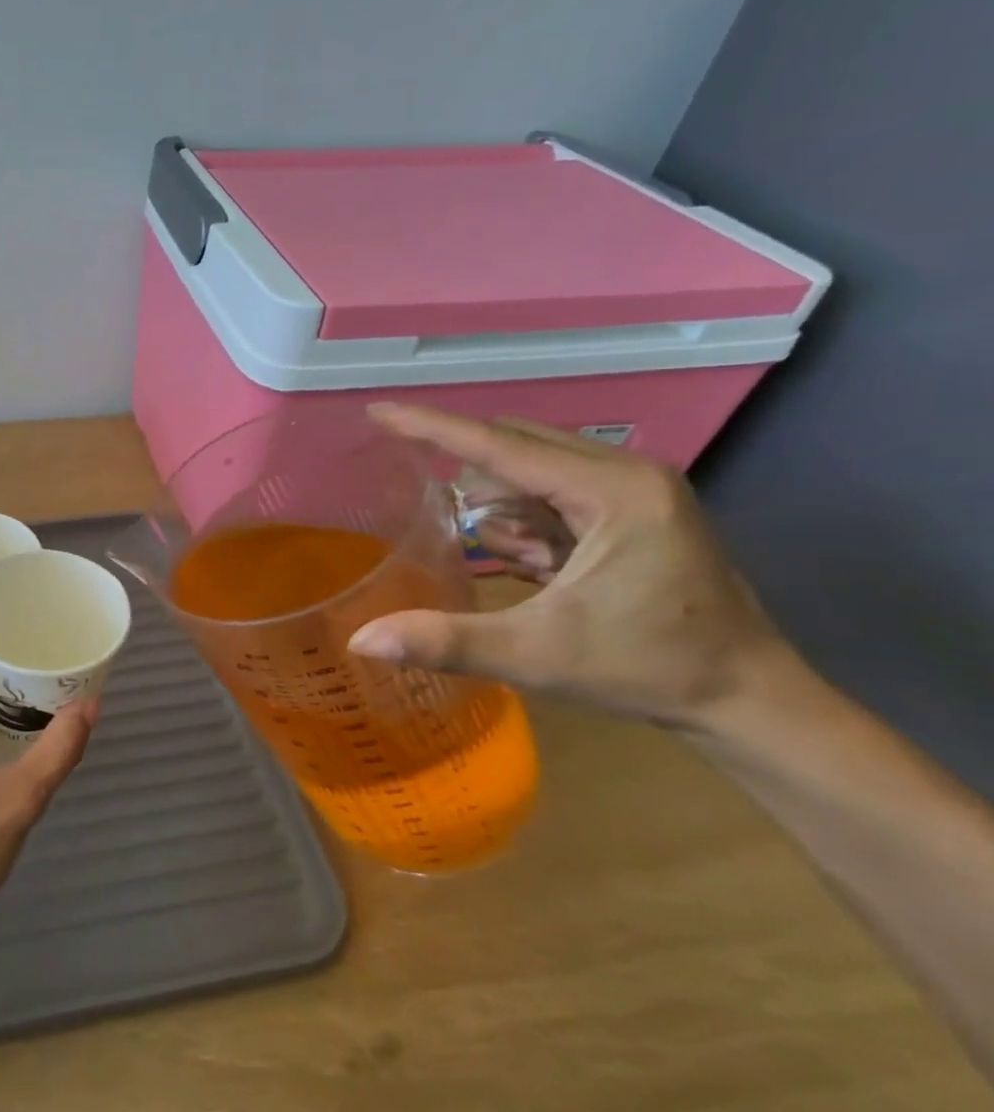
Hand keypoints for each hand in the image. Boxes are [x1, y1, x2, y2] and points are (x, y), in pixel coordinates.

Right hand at [349, 404, 796, 731]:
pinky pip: (556, 489)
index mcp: (612, 491)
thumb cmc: (647, 669)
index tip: (378, 411)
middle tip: (442, 509)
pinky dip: (529, 519)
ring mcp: (639, 488)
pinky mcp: (640, 508)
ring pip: (534, 467)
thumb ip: (447, 641)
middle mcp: (629, 473)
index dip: (432, 426)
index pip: (500, 445)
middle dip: (472, 478)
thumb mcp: (537, 655)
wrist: (751, 701)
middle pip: (516, 446)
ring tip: (521, 563)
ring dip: (504, 506)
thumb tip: (361, 640)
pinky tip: (539, 563)